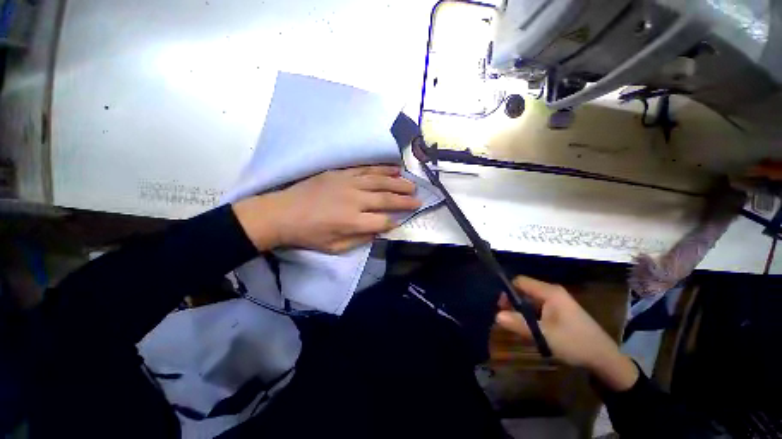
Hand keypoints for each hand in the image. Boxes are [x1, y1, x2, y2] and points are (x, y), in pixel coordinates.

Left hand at [232, 166, 420, 253]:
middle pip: (386, 199)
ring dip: (398, 183)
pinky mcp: (341, 174)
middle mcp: (355, 201)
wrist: (282, 213)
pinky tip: (393, 169)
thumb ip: (360, 239)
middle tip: (419, 199)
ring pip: (380, 181)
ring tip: (411, 184)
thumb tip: (380, 231)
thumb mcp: (335, 248)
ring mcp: (348, 184)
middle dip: (405, 200)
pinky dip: (381, 169)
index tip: (402, 220)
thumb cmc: (309, 235)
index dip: (394, 221)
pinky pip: (366, 169)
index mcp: (353, 222)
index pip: (382, 222)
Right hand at [496, 276, 638, 391]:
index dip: (507, 290)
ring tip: (512, 322)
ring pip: (530, 299)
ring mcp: (557, 301)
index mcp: (549, 292)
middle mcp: (552, 292)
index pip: (520, 281)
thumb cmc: (575, 343)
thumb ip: (519, 324)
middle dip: (512, 301)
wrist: (604, 359)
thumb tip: (496, 316)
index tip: (499, 306)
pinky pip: (537, 307)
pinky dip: (529, 314)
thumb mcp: (545, 335)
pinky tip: (527, 326)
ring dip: (520, 309)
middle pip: (524, 289)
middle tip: (504, 316)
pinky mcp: (559, 311)